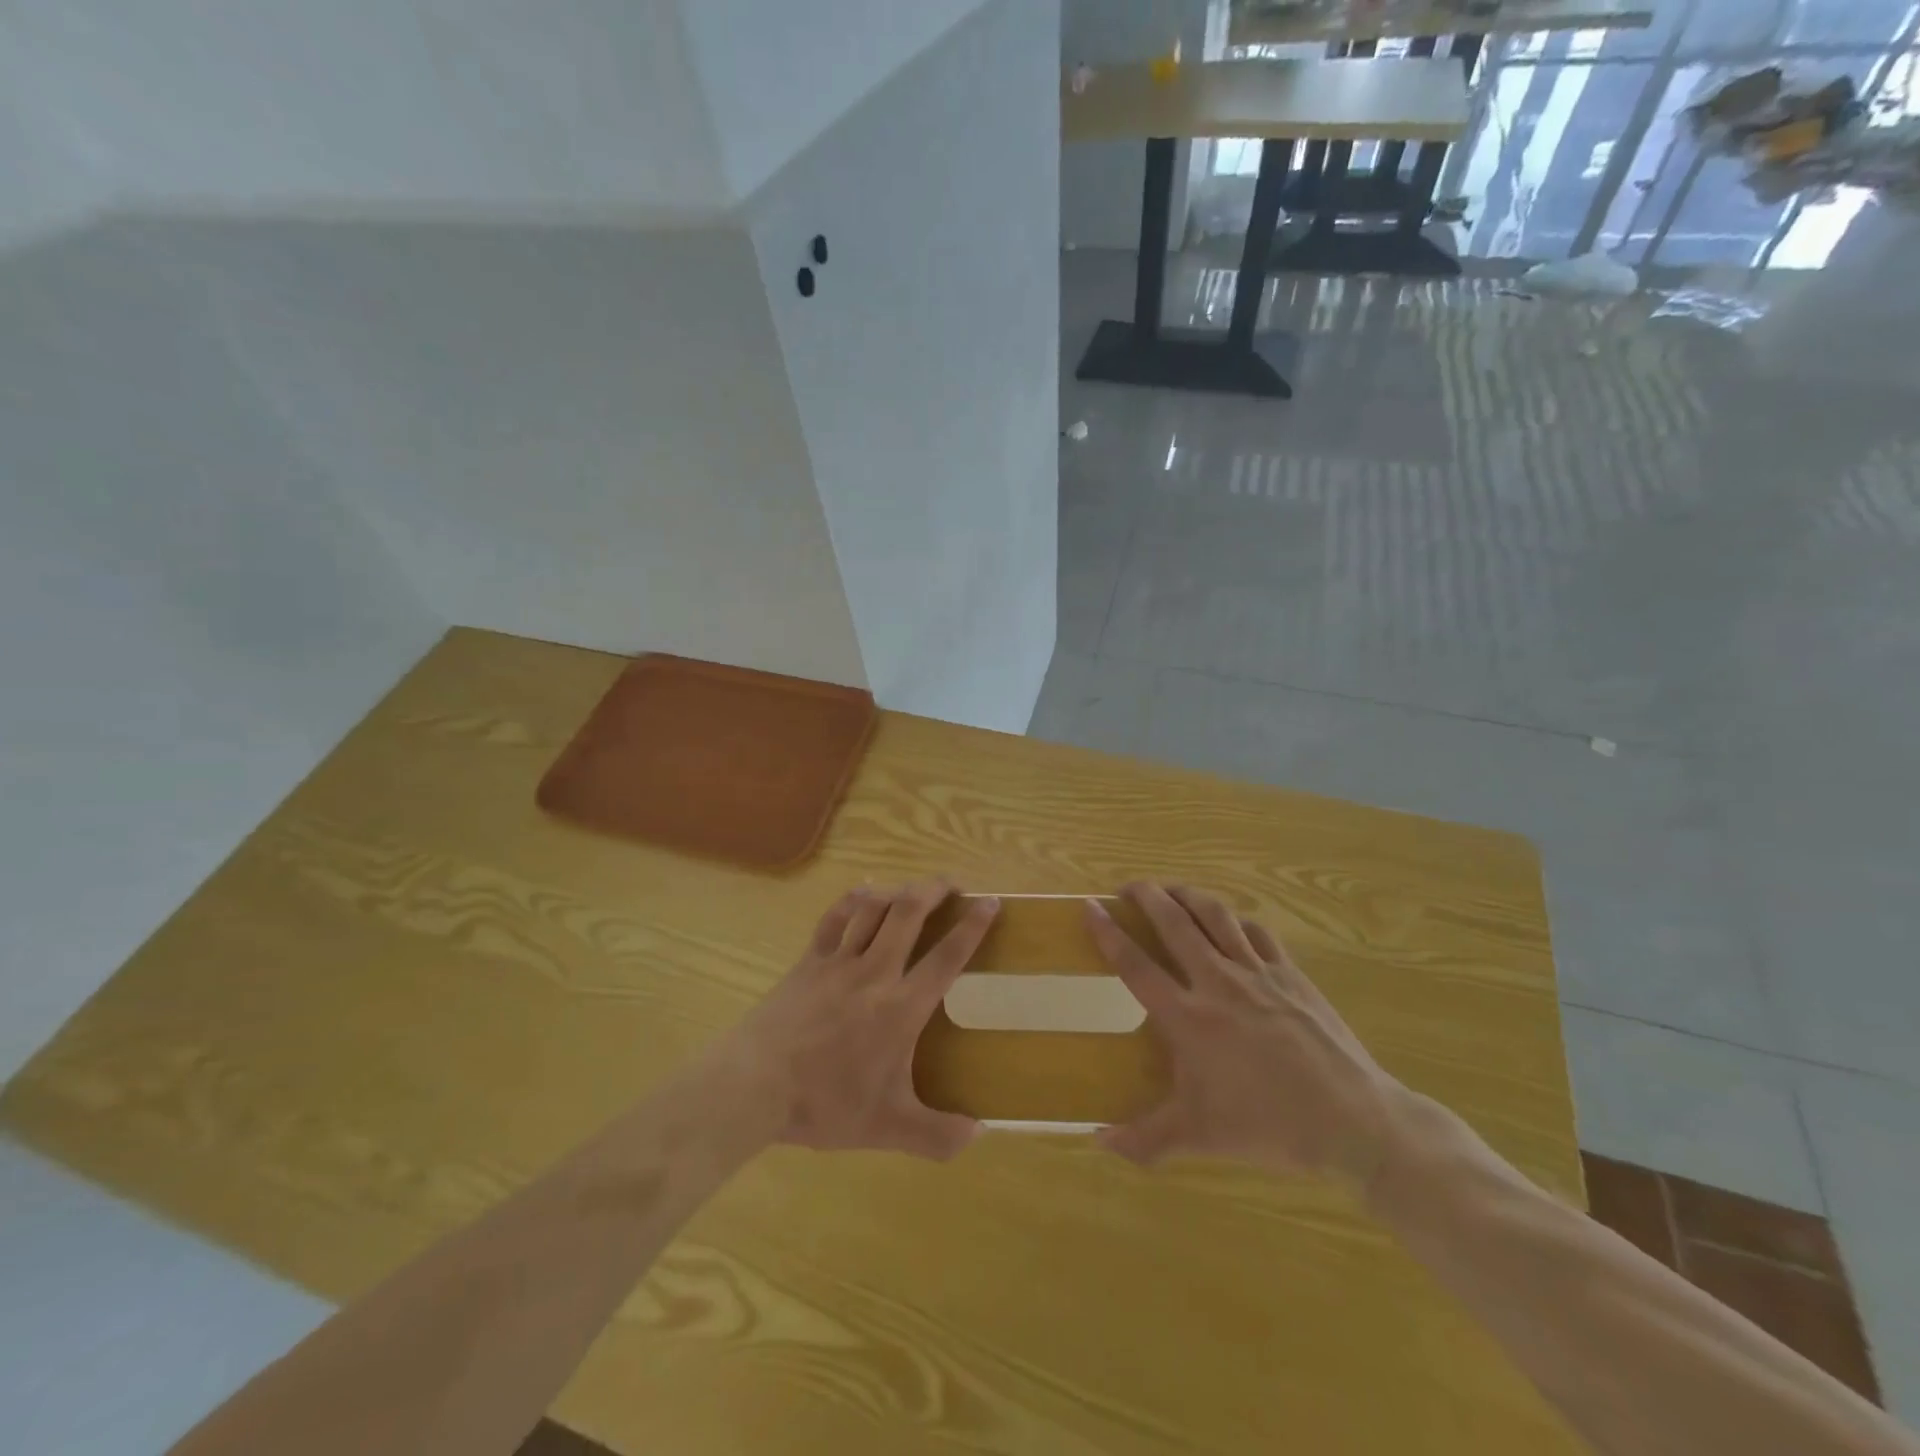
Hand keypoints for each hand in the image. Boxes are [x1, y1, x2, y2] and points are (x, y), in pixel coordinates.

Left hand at [724, 881, 998, 1159]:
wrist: (755, 1085)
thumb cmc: (825, 1103)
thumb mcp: (887, 1129)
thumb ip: (937, 1135)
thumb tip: (979, 1133)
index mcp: (901, 1007)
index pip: (947, 957)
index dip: (972, 926)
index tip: (990, 903)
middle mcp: (875, 972)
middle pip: (909, 912)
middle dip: (935, 889)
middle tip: (953, 883)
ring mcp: (838, 961)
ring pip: (874, 907)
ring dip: (898, 890)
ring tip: (913, 888)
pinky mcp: (809, 960)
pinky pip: (836, 917)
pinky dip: (855, 899)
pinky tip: (864, 894)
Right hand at [1084, 883, 1408, 1185]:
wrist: (1352, 1120)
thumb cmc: (1268, 1125)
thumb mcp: (1198, 1137)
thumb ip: (1144, 1140)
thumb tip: (1099, 1142)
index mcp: (1188, 1017)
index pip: (1136, 964)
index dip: (1108, 933)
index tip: (1090, 907)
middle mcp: (1217, 982)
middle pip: (1174, 923)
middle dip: (1146, 896)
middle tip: (1128, 887)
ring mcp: (1257, 972)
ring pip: (1215, 915)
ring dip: (1187, 895)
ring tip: (1171, 890)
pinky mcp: (1290, 973)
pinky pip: (1255, 931)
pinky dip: (1234, 919)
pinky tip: (1228, 922)